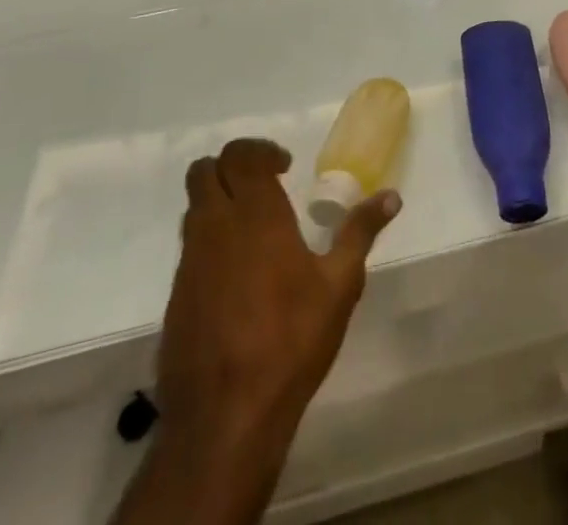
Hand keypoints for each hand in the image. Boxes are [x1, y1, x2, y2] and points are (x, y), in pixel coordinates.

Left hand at [156, 139, 399, 466]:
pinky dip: (210, 241)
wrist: (226, 416)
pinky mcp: (176, 296)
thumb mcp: (340, 285)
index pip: (241, 155)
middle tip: (264, 184)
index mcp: (255, 214)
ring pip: (193, 207)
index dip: (260, 151)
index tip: (285, 167)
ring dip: (218, 201)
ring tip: (253, 227)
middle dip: (232, 166)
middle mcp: (215, 227)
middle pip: (204, 170)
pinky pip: (189, 248)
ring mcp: (190, 262)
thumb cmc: (291, 340)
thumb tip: (391, 196)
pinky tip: (237, 275)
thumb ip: (360, 232)